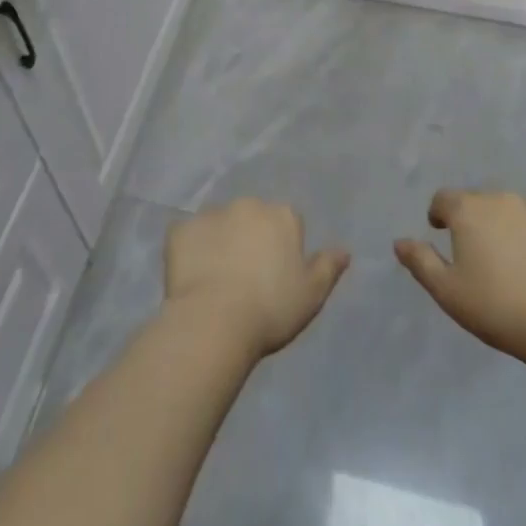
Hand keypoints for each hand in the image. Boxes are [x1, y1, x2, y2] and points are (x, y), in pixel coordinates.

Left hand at [164, 199, 349, 359]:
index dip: (282, 249)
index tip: (276, 277)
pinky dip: (190, 252)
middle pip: (252, 218)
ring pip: (219, 225)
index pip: (287, 223)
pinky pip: (187, 237)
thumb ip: (328, 267)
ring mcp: (211, 214)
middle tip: (246, 279)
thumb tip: (344, 250)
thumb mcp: (312, 294)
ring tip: (217, 282)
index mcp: (282, 215)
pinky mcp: (181, 230)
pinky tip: (192, 279)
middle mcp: (248, 204)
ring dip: (220, 243)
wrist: (215, 321)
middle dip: (250, 239)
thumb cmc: (271, 309)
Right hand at [395, 190, 525, 363]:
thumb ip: (421, 262)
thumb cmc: (498, 307)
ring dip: (504, 226)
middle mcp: (501, 198)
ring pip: (511, 210)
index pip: (444, 198)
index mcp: (469, 210)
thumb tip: (400, 242)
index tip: (440, 232)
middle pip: (478, 201)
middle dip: (472, 220)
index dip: (438, 213)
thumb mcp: (448, 292)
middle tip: (475, 253)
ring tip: (509, 261)